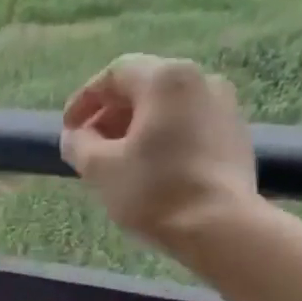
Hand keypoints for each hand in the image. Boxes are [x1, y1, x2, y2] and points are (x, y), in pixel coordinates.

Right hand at [60, 55, 259, 251]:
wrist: (219, 225)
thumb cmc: (153, 190)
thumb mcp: (99, 168)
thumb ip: (79, 144)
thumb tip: (75, 135)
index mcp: (166, 79)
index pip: (114, 75)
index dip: (84, 100)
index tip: (67, 129)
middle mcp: (200, 79)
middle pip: (143, 86)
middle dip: (110, 113)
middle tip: (87, 145)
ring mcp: (224, 105)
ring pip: (167, 106)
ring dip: (135, 126)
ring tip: (115, 159)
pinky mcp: (234, 133)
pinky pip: (188, 123)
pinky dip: (161, 136)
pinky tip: (147, 167)